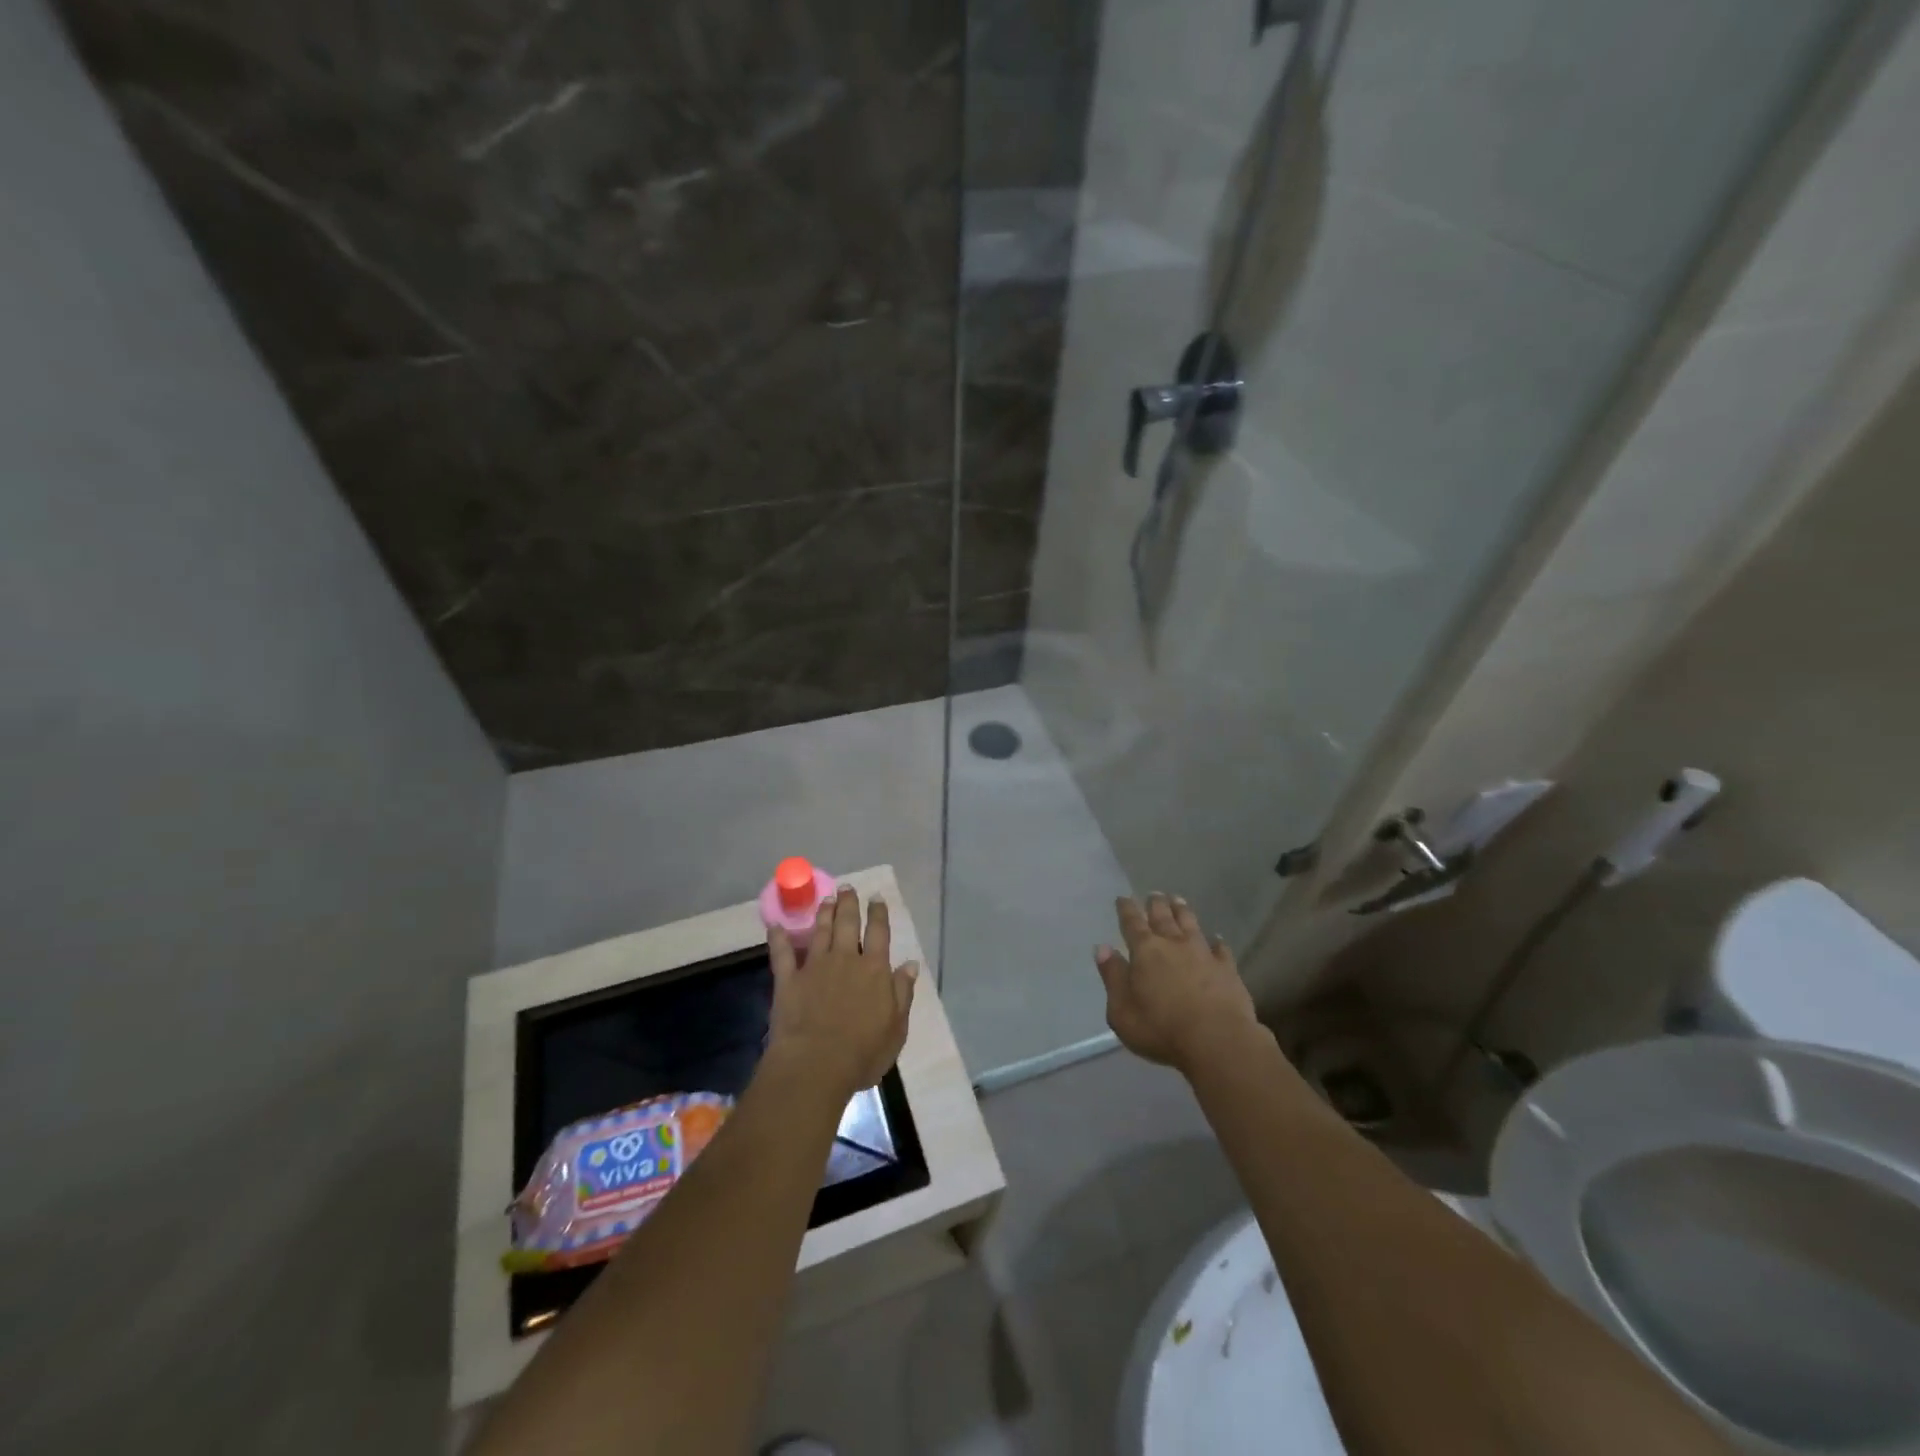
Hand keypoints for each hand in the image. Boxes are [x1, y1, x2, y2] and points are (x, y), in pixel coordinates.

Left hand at [766, 886, 917, 1102]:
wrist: (816, 1065)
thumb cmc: (863, 1052)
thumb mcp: (896, 1028)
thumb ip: (902, 993)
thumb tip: (910, 964)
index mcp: (875, 970)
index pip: (879, 933)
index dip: (878, 913)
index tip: (876, 897)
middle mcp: (846, 960)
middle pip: (848, 924)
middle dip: (848, 904)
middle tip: (847, 888)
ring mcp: (815, 967)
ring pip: (820, 932)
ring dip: (823, 914)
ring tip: (826, 899)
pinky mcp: (788, 980)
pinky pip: (782, 954)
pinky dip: (778, 938)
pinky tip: (775, 925)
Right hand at [1095, 893, 1260, 1073]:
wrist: (1217, 1041)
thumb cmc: (1161, 1029)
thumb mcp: (1122, 1010)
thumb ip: (1113, 977)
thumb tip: (1102, 948)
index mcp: (1145, 951)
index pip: (1132, 923)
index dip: (1127, 909)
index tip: (1123, 897)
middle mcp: (1173, 944)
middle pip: (1163, 916)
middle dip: (1156, 904)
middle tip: (1154, 894)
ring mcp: (1203, 954)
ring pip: (1191, 924)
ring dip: (1183, 911)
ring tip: (1178, 900)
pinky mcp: (1227, 969)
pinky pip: (1221, 949)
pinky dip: (1217, 941)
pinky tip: (1217, 938)